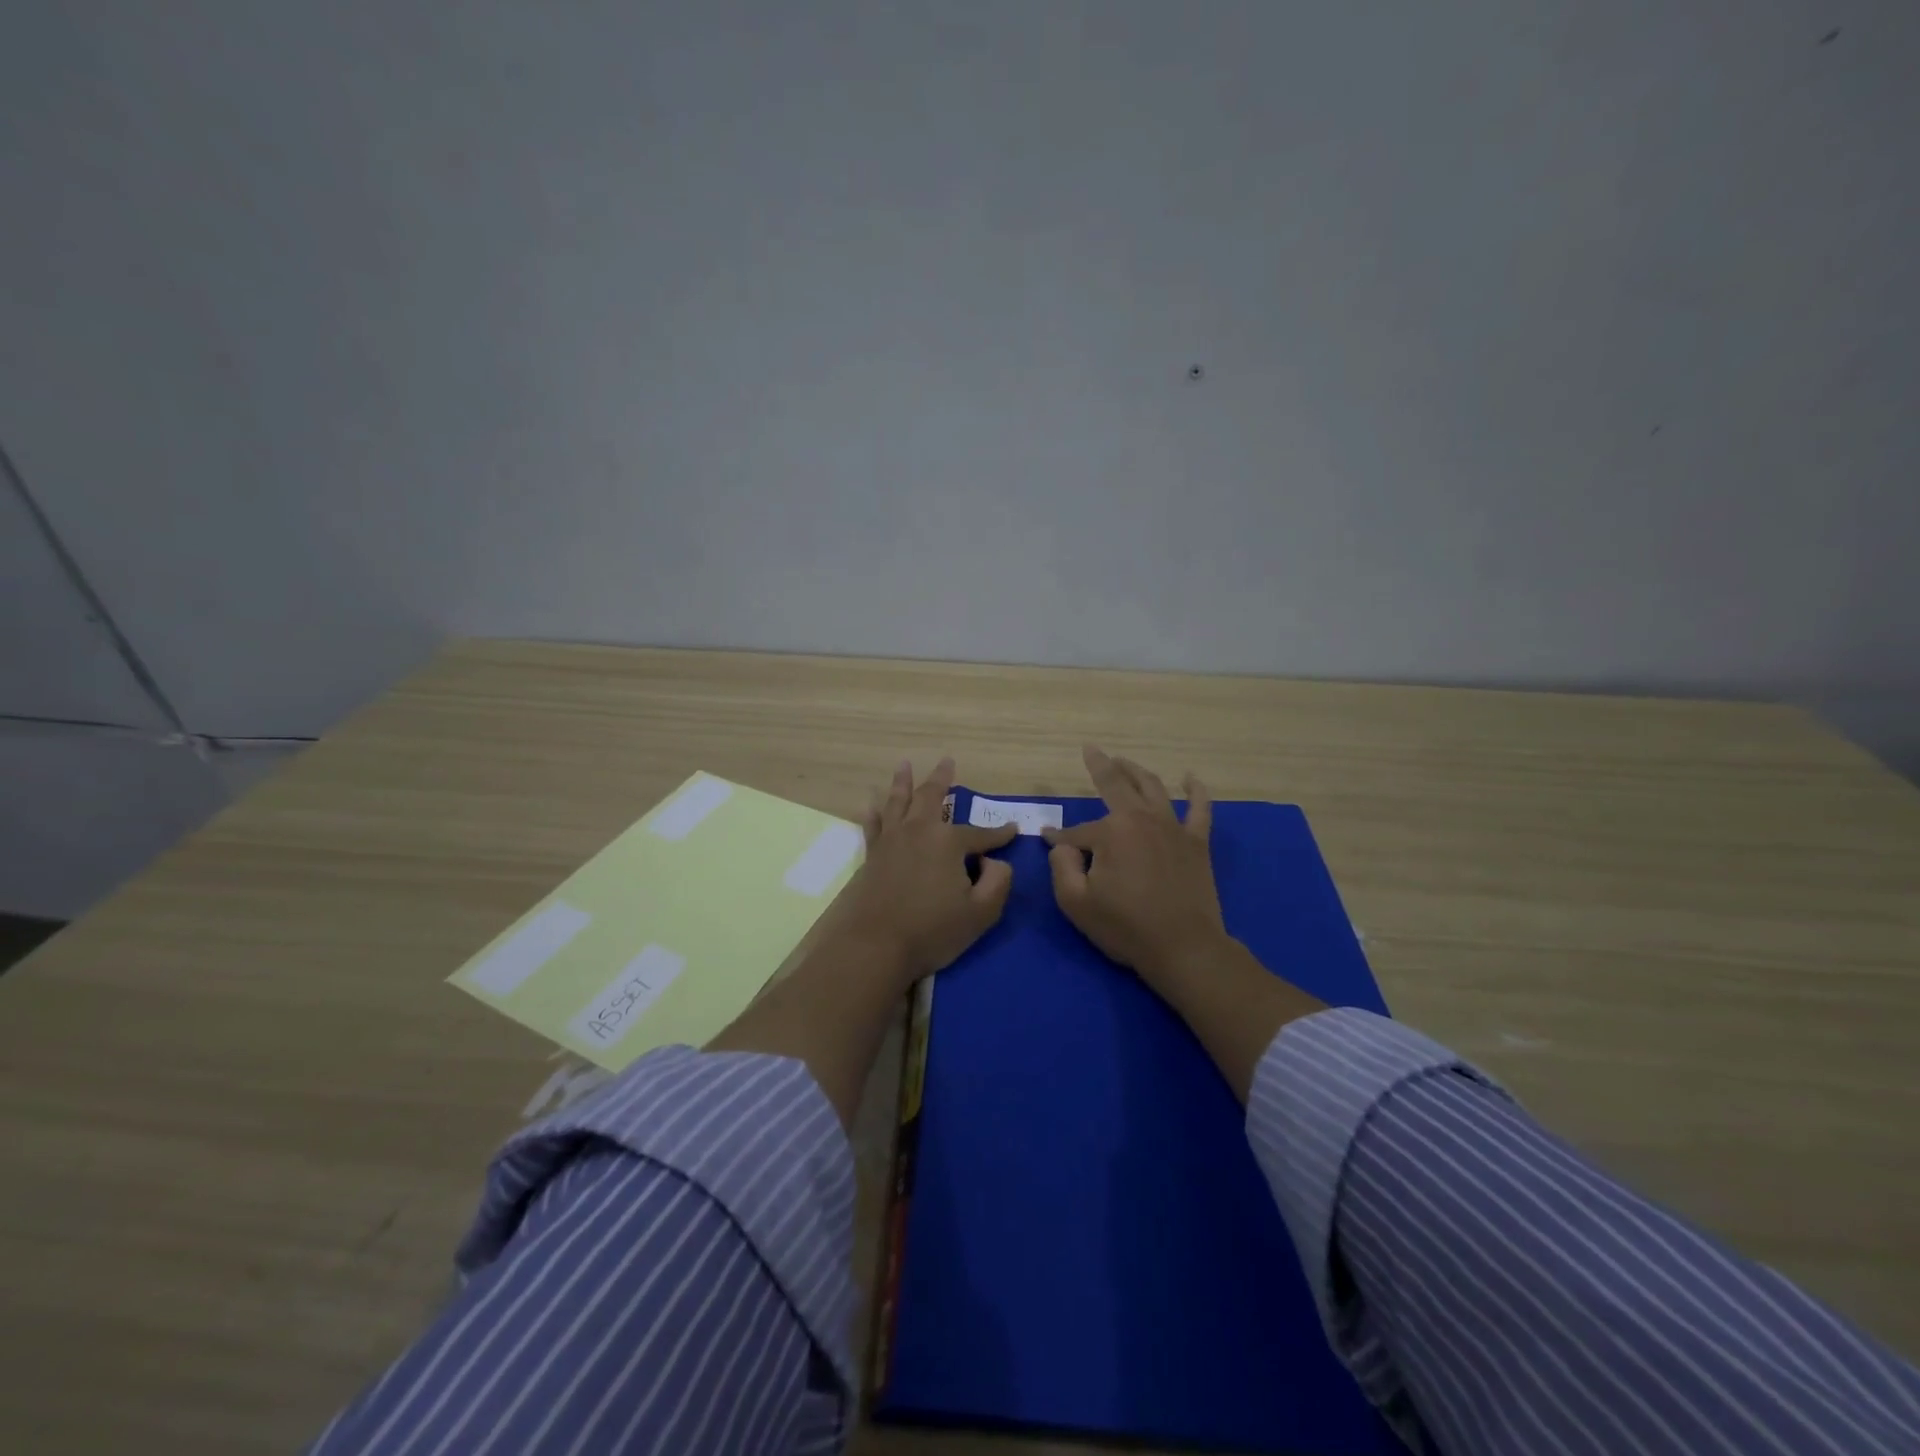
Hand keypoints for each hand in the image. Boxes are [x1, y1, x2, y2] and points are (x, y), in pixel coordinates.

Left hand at [843, 756, 1018, 983]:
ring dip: (903, 782)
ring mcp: (891, 841)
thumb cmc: (932, 930)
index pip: (980, 834)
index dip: (1000, 834)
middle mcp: (918, 831)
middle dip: (942, 779)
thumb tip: (996, 861)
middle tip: (947, 761)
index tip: (1013, 830)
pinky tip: (870, 804)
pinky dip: (873, 813)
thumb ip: (998, 882)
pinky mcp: (871, 855)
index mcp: (948, 842)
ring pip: (898, 802)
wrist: (875, 945)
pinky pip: (872, 825)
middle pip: (931, 797)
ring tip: (904, 764)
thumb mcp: (981, 912)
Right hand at [1043, 745, 1231, 988]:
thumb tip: (1062, 845)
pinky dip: (1196, 790)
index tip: (1047, 841)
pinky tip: (1190, 778)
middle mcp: (1142, 819)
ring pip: (1153, 788)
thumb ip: (1061, 866)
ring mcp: (1173, 828)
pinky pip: (1199, 808)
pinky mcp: (1197, 843)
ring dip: (1136, 771)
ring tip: (1124, 761)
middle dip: (1101, 766)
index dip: (1059, 838)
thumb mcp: (1076, 902)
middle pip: (1118, 785)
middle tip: (1092, 750)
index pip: (1077, 831)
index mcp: (1111, 832)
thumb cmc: (1125, 927)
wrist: (1184, 948)